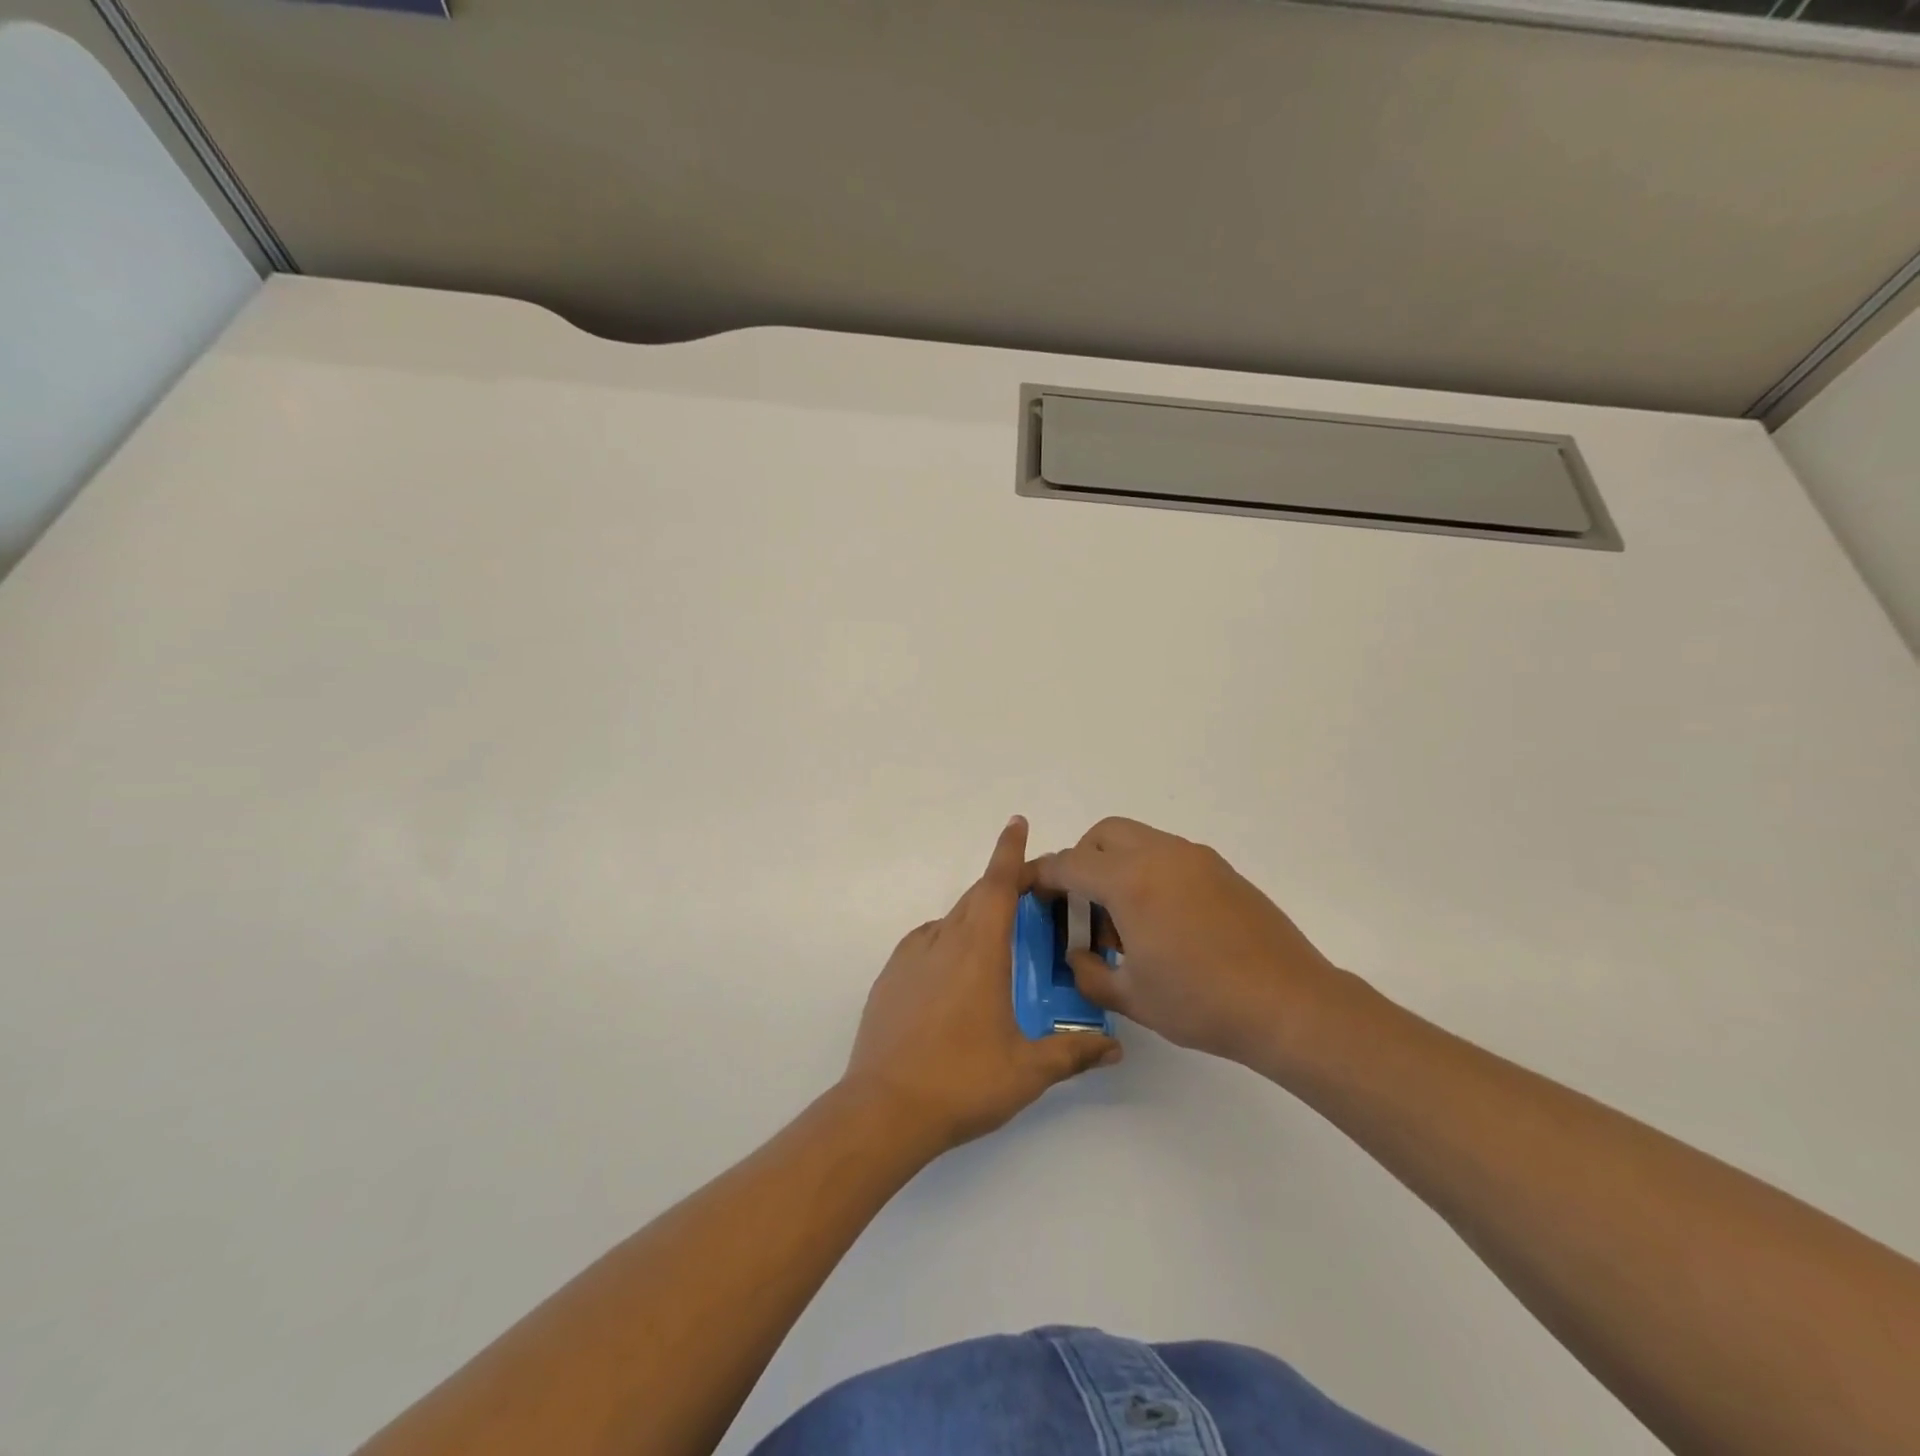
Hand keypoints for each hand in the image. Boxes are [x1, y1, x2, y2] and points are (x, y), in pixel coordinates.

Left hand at [842, 816, 1121, 1153]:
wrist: (884, 1109)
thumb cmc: (962, 1082)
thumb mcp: (1027, 1071)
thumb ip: (1072, 1052)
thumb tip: (1114, 1048)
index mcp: (979, 951)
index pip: (998, 885)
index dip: (1009, 851)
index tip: (1016, 822)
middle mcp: (943, 941)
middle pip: (976, 898)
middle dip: (1001, 887)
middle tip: (1029, 898)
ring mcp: (910, 957)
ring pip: (950, 920)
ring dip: (975, 917)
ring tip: (995, 944)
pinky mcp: (889, 977)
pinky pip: (926, 943)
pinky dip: (947, 942)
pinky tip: (955, 975)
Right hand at [1032, 817, 1353, 1073]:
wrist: (1289, 1004)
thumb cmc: (1202, 1003)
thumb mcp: (1132, 997)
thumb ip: (1090, 972)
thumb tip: (1079, 955)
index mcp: (1130, 881)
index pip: (1070, 863)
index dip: (1042, 875)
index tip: (1030, 891)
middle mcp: (1160, 855)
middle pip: (1103, 835)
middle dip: (1081, 861)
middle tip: (1082, 907)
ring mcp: (1195, 858)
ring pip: (1138, 840)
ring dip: (1117, 866)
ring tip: (1125, 921)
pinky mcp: (1221, 870)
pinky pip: (1168, 855)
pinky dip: (1148, 872)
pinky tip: (1162, 922)